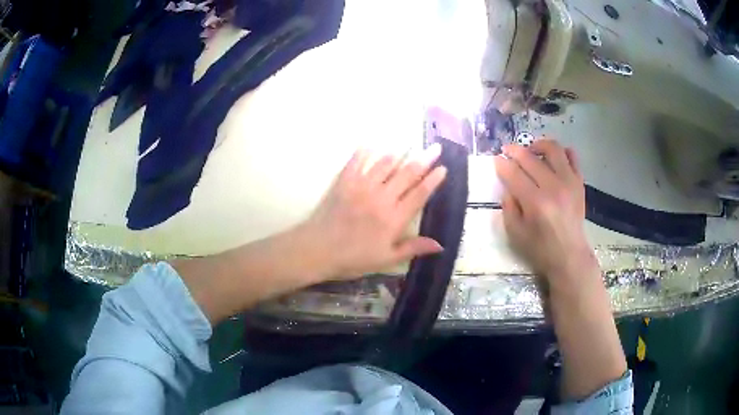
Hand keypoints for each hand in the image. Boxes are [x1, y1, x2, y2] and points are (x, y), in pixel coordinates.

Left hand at [301, 144, 447, 280]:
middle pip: (407, 174)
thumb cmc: (353, 258)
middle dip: (424, 159)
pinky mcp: (345, 181)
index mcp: (394, 219)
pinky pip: (357, 160)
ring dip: (399, 153)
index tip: (443, 168)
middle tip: (435, 147)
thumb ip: (413, 248)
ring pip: (385, 164)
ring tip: (410, 144)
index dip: (433, 180)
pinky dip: (366, 150)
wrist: (317, 250)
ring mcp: (362, 186)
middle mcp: (382, 198)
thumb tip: (440, 245)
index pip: (419, 194)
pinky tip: (372, 143)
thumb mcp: (386, 259)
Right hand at [494, 139, 597, 285]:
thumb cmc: (540, 248)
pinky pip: (572, 156)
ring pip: (553, 148)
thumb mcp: (515, 233)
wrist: (570, 256)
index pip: (514, 173)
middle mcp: (553, 187)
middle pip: (530, 157)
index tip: (496, 160)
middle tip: (507, 150)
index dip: (502, 163)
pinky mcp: (579, 182)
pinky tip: (552, 159)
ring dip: (538, 144)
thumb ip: (509, 206)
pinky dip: (561, 152)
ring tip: (531, 150)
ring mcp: (569, 182)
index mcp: (536, 203)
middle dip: (514, 150)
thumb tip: (508, 185)